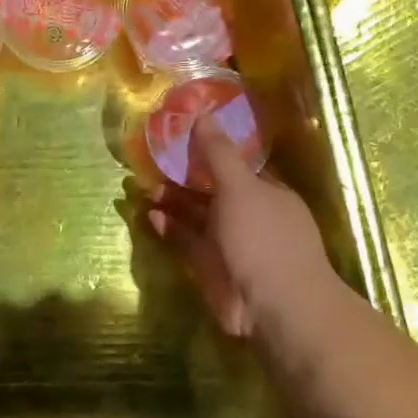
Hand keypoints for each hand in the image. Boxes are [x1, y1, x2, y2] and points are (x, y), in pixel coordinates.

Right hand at [147, 116, 332, 337]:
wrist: (274, 304)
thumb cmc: (263, 236)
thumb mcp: (240, 186)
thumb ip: (217, 153)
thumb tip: (201, 113)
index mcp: (267, 191)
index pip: (236, 164)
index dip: (210, 149)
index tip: (180, 136)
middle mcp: (250, 214)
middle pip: (213, 189)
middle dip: (184, 177)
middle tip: (152, 162)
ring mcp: (230, 242)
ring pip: (197, 216)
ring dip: (172, 203)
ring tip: (144, 187)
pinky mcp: (211, 267)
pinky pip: (187, 241)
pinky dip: (169, 229)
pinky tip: (150, 216)